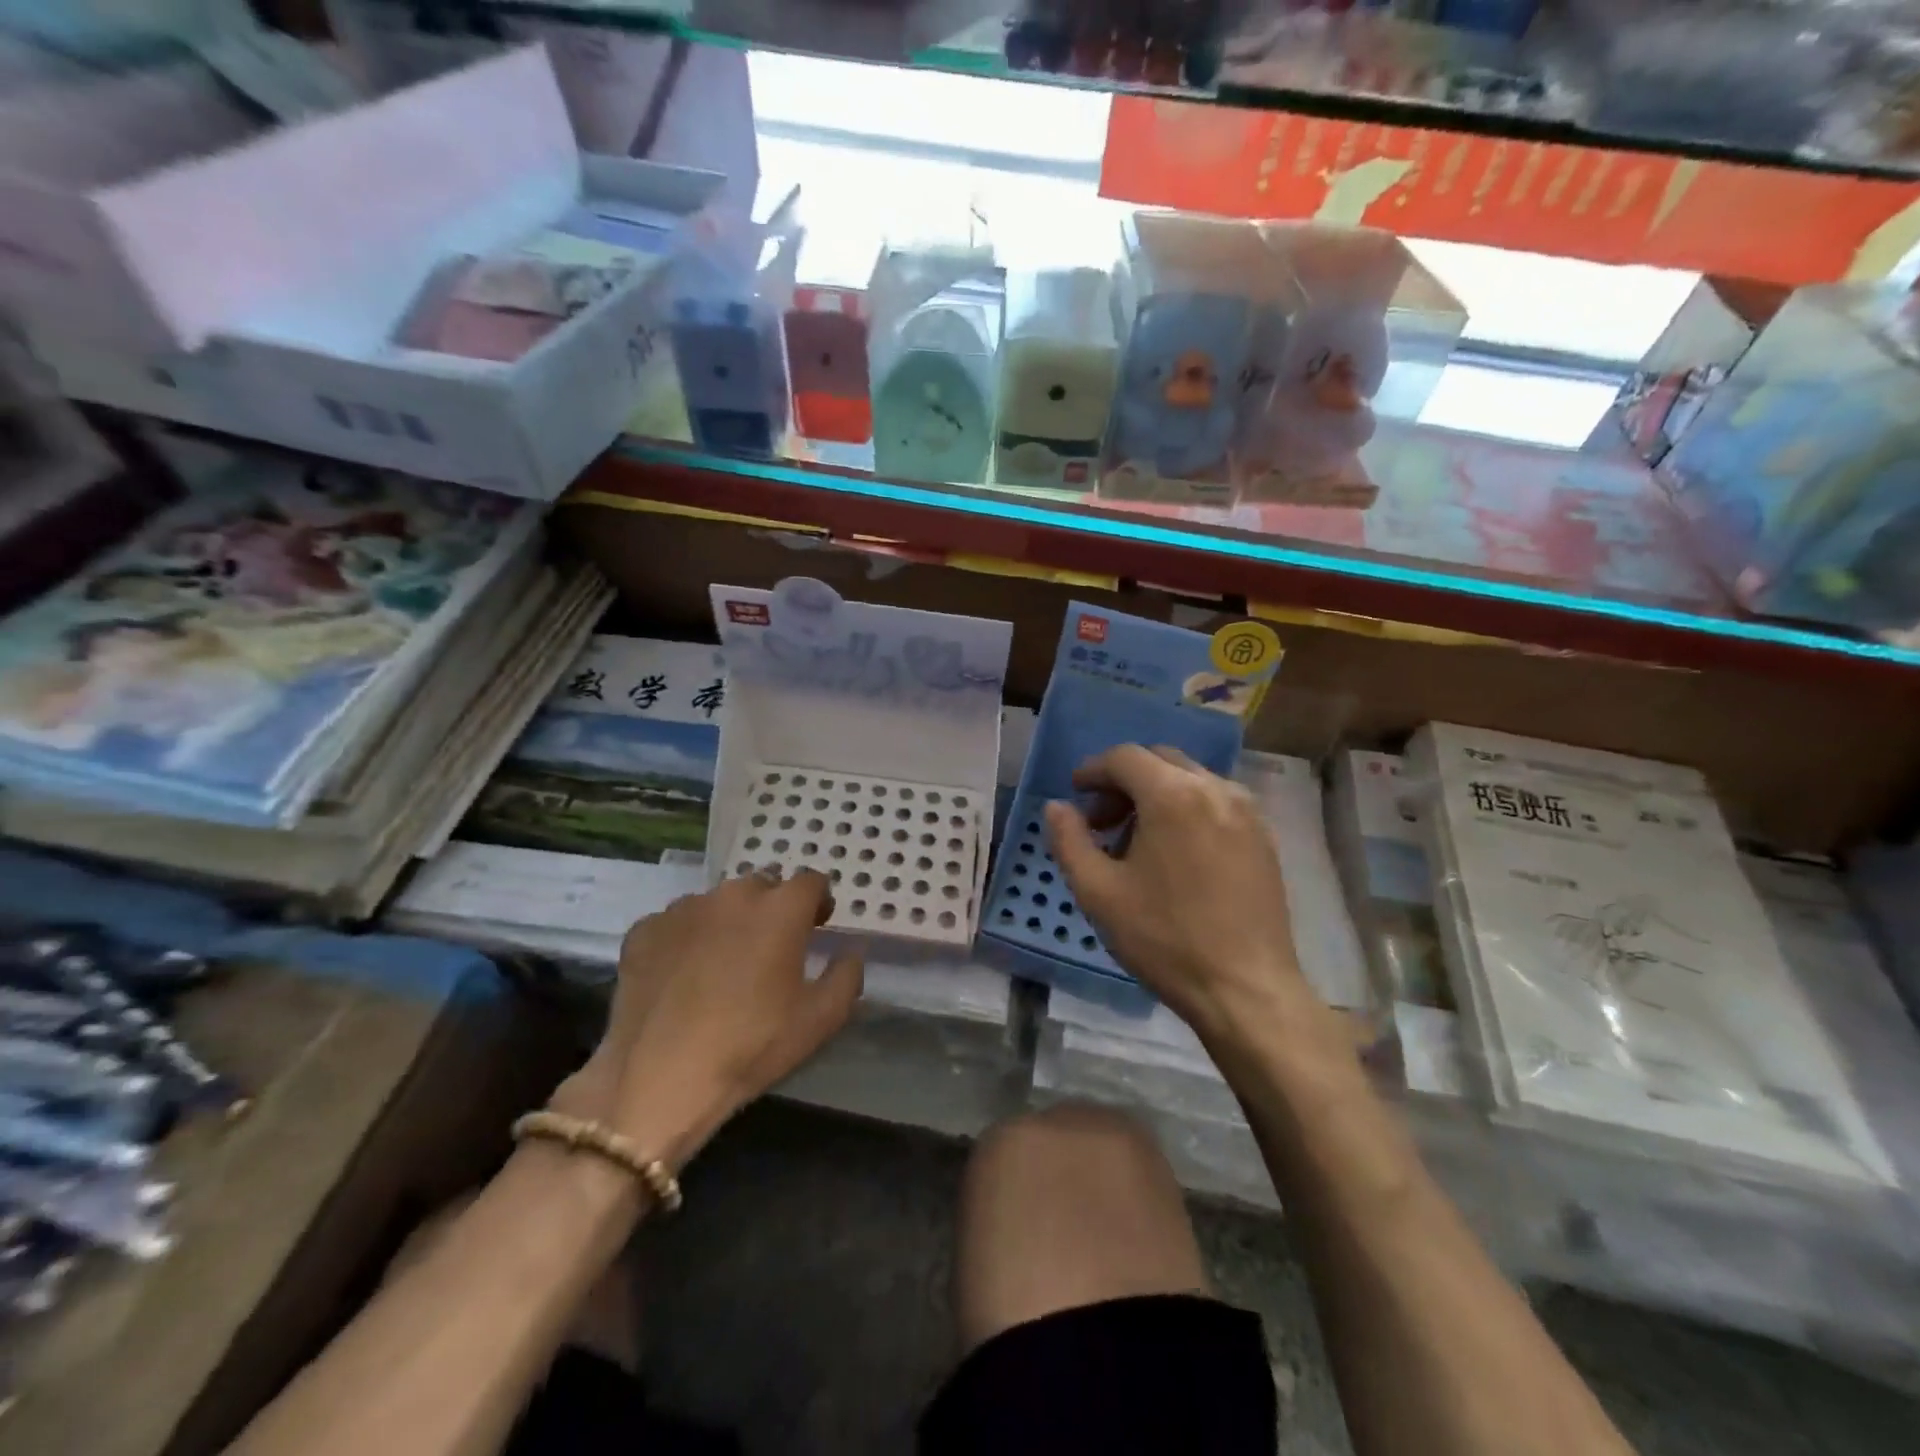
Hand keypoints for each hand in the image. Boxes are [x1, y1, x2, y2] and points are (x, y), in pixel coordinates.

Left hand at [553, 870, 862, 1168]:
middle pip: (763, 886)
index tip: (816, 926)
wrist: (660, 1076)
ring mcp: (683, 909)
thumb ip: (847, 974)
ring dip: (729, 921)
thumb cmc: (752, 1045)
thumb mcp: (821, 1019)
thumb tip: (851, 950)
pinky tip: (683, 976)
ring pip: (717, 903)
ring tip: (722, 964)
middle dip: (773, 909)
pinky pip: (676, 923)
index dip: (818, 902)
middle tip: (771, 950)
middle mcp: (733, 895)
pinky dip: (686, 939)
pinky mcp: (645, 930)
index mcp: (781, 908)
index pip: (811, 882)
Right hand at [1045, 745, 1310, 1044]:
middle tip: (1102, 821)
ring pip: (1190, 779)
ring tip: (1137, 843)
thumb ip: (1069, 841)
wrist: (1245, 989)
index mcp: (1172, 795)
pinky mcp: (1263, 836)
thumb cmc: (1164, 939)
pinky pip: (1216, 802)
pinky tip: (1176, 854)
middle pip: (1159, 760)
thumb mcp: (1098, 892)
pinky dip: (1187, 809)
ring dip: (1155, 794)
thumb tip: (1057, 807)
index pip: (1125, 757)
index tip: (1075, 794)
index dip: (1093, 770)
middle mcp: (1215, 789)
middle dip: (1124, 781)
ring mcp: (1246, 811)